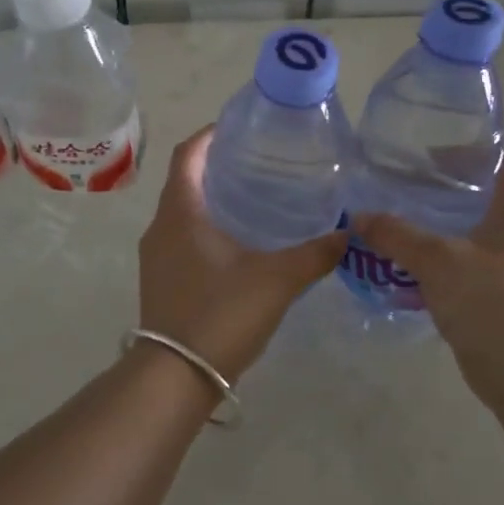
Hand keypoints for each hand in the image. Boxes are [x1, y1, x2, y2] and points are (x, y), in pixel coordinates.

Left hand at [138, 126, 347, 380]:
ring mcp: (156, 257)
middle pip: (184, 181)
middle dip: (216, 167)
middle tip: (258, 163)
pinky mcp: (160, 281)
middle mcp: (160, 227)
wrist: (175, 378)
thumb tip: (348, 233)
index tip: (239, 126)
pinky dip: (205, 230)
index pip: (186, 155)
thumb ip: (314, 254)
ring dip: (210, 200)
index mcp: (180, 212)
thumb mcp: (276, 280)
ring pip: (182, 213)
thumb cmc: (221, 314)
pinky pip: (181, 240)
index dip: (209, 135)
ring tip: (253, 200)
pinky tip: (238, 246)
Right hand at [352, 158, 503, 392]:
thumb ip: (396, 235)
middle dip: (439, 193)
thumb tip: (358, 217)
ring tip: (390, 225)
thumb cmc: (488, 299)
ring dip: (429, 233)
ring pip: (460, 240)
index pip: (503, 165)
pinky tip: (397, 271)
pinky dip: (427, 269)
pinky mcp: (486, 302)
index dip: (474, 150)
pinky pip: (452, 274)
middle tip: (398, 187)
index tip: (432, 150)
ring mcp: (499, 272)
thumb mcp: (436, 259)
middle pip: (476, 202)